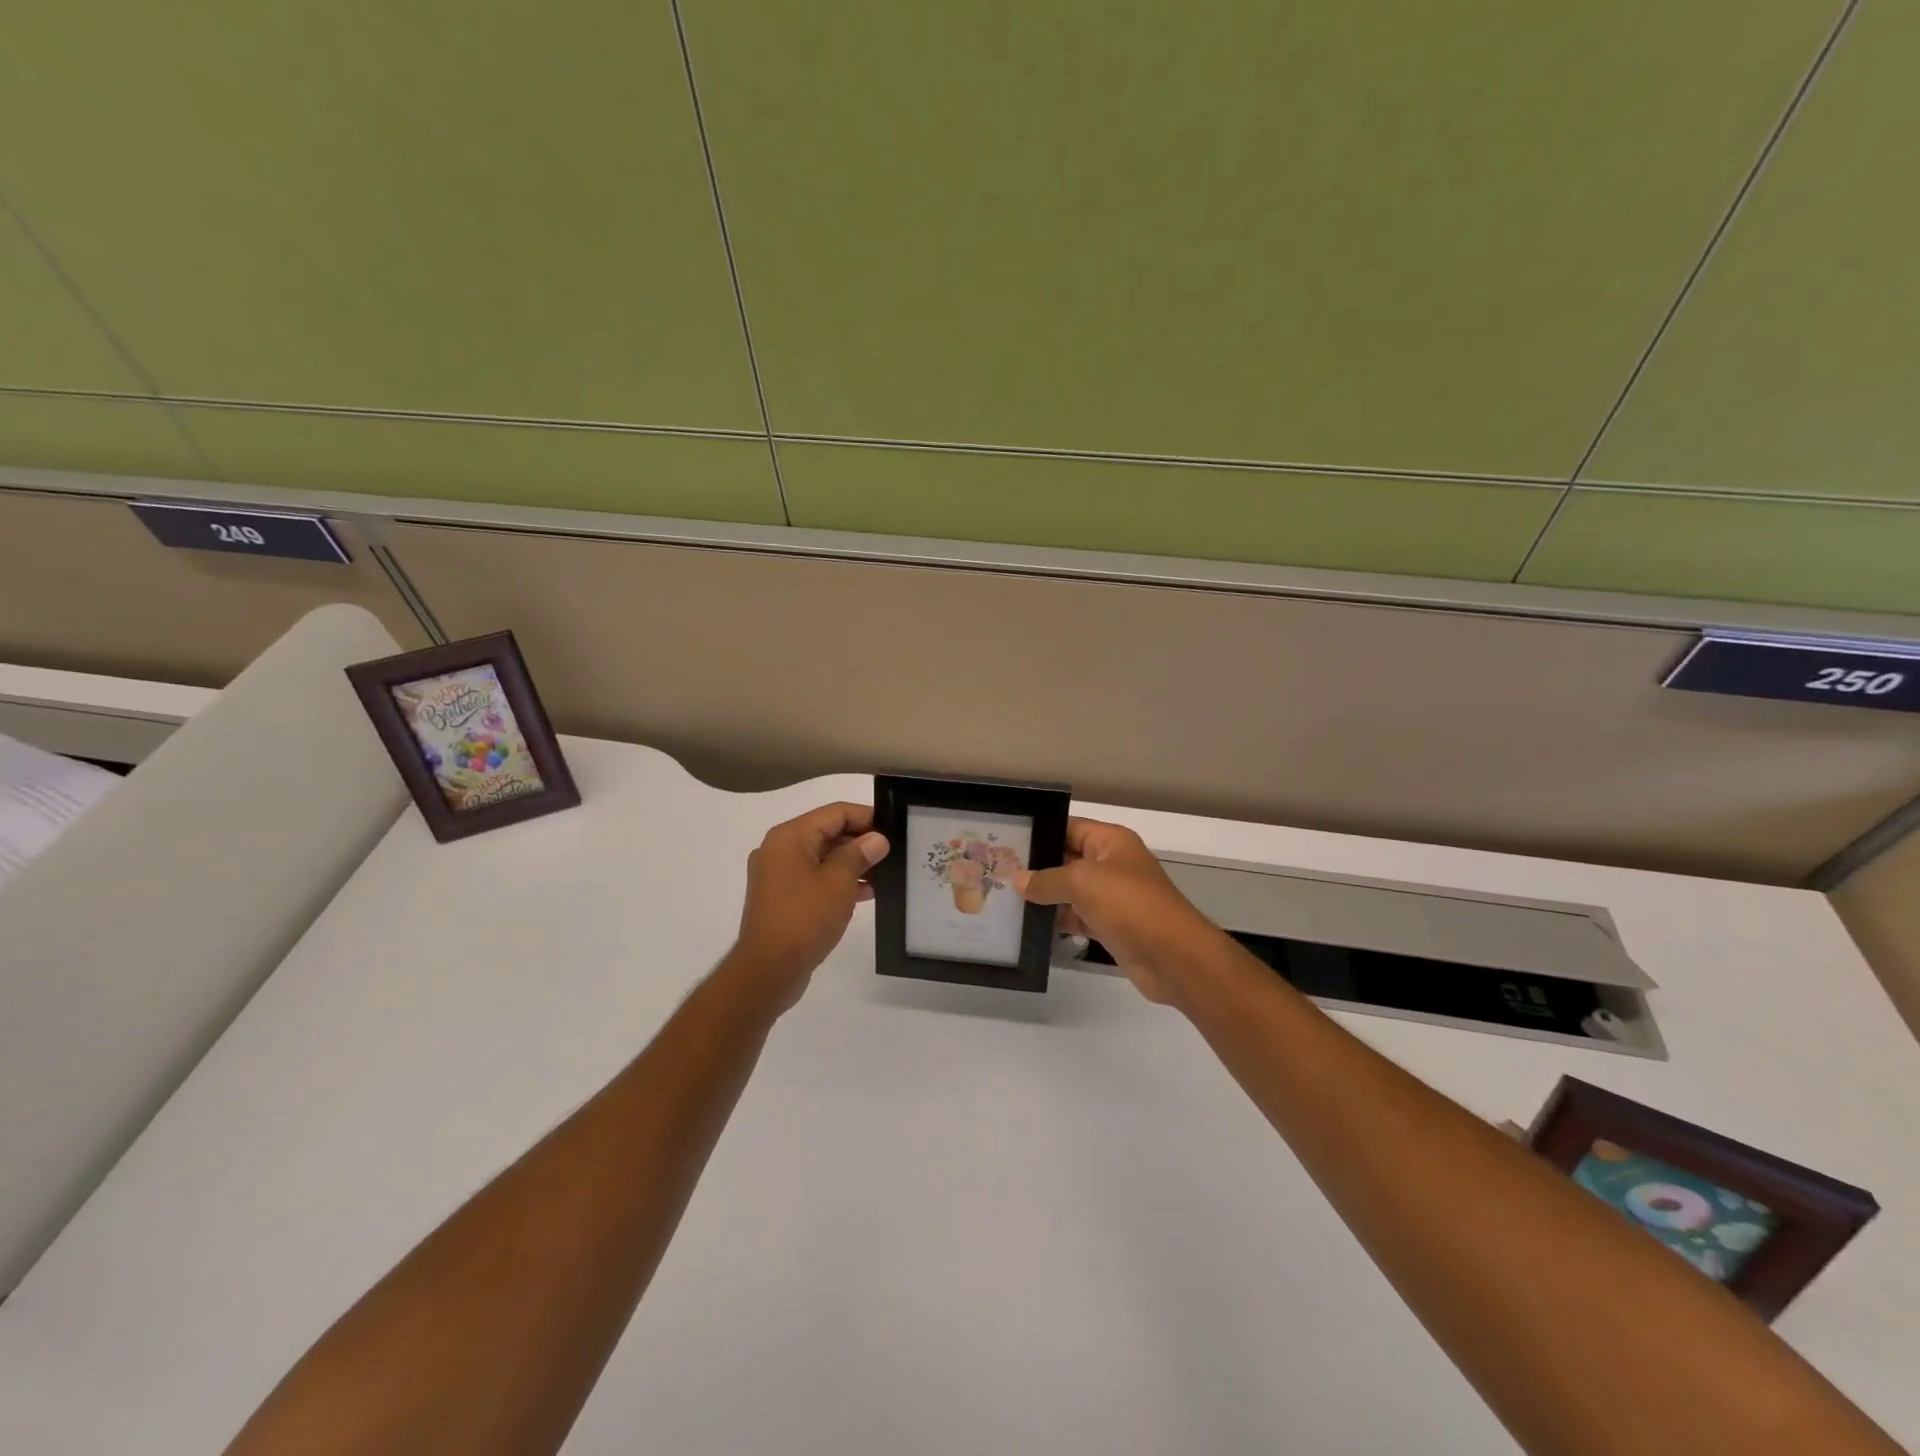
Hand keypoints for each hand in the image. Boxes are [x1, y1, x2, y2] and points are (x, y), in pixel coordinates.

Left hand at [729, 802, 888, 1008]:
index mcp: (790, 837)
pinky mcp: (781, 897)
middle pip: (827, 832)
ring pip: (822, 857)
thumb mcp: (839, 882)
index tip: (893, 828)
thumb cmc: (804, 918)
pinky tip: (865, 894)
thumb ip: (859, 854)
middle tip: (892, 853)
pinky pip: (814, 878)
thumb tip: (876, 839)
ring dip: (851, 864)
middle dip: (860, 841)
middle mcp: (779, 849)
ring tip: (884, 875)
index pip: (835, 812)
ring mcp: (778, 875)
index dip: (866, 817)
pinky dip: (837, 881)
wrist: (768, 970)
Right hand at [1015, 818, 1220, 1004]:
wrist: (1173, 957)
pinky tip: (1027, 925)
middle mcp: (1111, 864)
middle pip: (1066, 858)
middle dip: (1035, 866)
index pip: (1069, 827)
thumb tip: (1018, 880)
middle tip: (995, 870)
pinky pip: (1076, 917)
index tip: (1004, 840)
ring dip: (1043, 896)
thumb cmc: (1129, 904)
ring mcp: (1111, 897)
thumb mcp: (1082, 882)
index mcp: (1111, 841)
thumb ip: (1047, 879)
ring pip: (1069, 891)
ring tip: (1002, 897)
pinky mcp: (1109, 926)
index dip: (1040, 832)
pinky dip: (1056, 921)